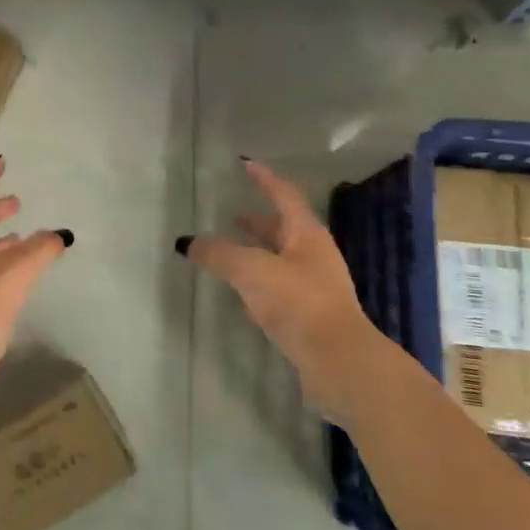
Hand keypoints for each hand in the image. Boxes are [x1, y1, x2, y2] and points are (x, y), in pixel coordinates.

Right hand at [183, 159, 383, 423]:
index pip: (283, 195)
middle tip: (230, 216)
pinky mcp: (310, 318)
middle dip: (258, 222)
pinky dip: (259, 286)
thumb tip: (189, 241)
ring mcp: (315, 288)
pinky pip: (279, 291)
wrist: (340, 364)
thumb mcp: (253, 271)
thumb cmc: (299, 304)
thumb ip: (220, 254)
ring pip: (280, 261)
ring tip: (228, 255)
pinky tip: (241, 298)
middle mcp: (314, 256)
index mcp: (306, 234)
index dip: (264, 179)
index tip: (246, 165)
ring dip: (256, 255)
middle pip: (283, 229)